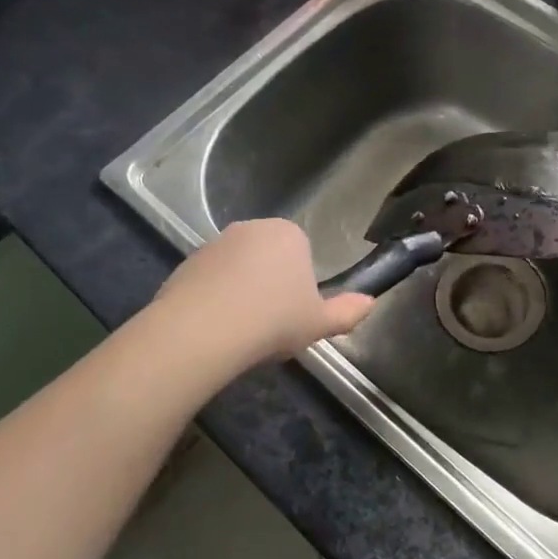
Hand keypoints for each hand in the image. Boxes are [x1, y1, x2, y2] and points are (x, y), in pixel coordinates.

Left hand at [155, 219, 375, 368]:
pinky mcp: (186, 262)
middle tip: (271, 322)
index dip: (300, 284)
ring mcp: (215, 243)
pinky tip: (215, 328)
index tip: (295, 312)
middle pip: (268, 256)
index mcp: (289, 234)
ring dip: (241, 289)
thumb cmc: (273, 320)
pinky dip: (213, 298)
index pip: (302, 252)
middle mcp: (251, 228)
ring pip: (237, 268)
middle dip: (270, 282)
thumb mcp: (319, 323)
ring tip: (241, 329)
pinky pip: (209, 280)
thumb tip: (371, 302)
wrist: (203, 330)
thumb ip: (347, 312)